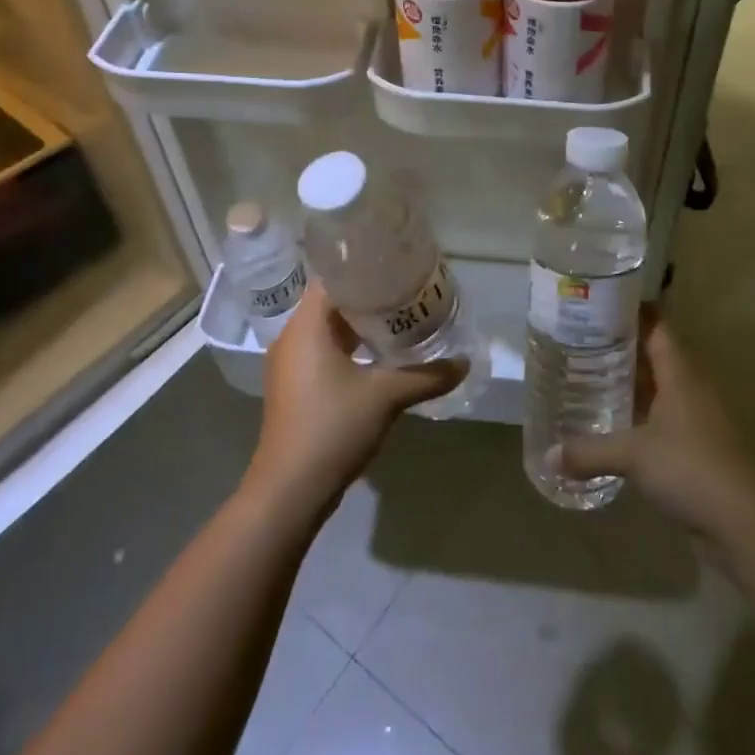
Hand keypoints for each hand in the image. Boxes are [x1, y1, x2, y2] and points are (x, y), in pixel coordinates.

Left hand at [244, 280, 464, 515]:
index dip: (364, 267)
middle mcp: (293, 338)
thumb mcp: (385, 396)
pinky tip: (382, 356)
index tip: (396, 265)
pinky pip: (325, 352)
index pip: (333, 277)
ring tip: (402, 318)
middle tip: (409, 290)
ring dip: (362, 325)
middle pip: (332, 302)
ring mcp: (291, 365)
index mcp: (306, 326)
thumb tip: (464, 362)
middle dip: (370, 296)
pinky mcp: (296, 387)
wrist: (289, 490)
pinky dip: (352, 348)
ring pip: (329, 330)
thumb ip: (426, 375)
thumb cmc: (332, 428)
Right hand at [561, 313, 754, 540]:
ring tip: (591, 379)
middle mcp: (692, 389)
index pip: (657, 328)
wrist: (746, 523)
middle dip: (623, 350)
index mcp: (681, 374)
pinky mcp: (700, 450)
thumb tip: (548, 456)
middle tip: (582, 342)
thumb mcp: (633, 455)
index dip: (632, 313)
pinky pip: (665, 423)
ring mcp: (699, 420)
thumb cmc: (690, 468)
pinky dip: (641, 420)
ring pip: (661, 391)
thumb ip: (590, 451)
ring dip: (633, 386)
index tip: (600, 304)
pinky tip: (615, 427)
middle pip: (657, 357)